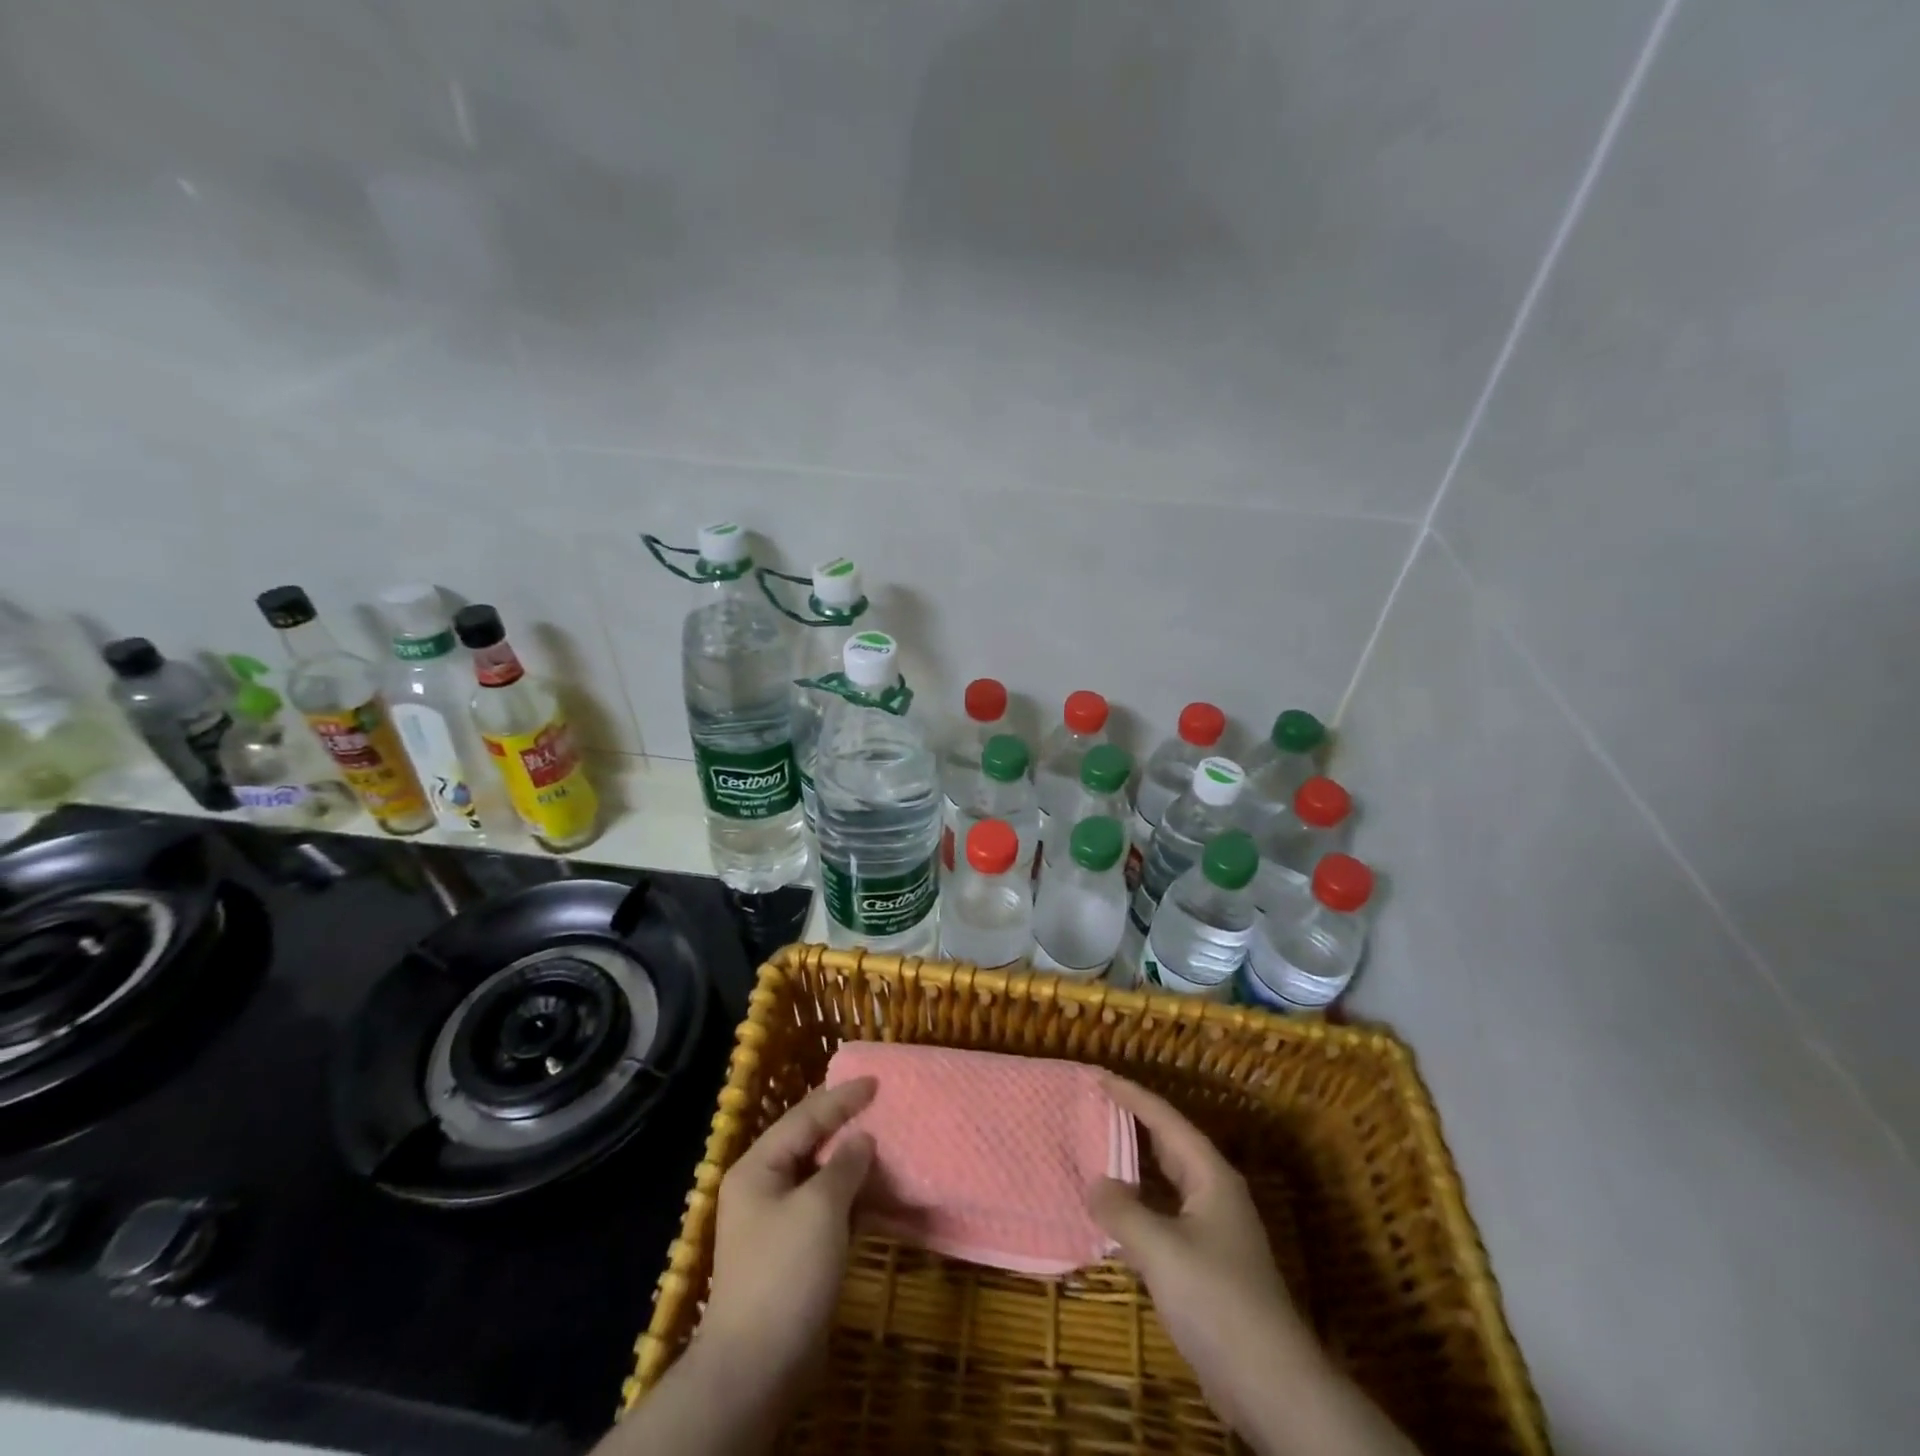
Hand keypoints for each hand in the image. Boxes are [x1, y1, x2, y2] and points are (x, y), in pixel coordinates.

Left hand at [601, 1078, 876, 1455]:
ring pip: (817, 1174)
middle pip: (807, 1141)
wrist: (757, 1366)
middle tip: (878, 1102)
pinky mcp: (791, 1251)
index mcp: (758, 1167)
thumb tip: (862, 1140)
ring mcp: (774, 1221)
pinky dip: (848, 1193)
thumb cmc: (786, 1272)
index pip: (804, 1117)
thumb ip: (844, 1164)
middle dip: (843, 1122)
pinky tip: (874, 1189)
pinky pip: (823, 1206)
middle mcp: (761, 1187)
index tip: (876, 1081)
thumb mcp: (820, 1207)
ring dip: (848, 1159)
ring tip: (882, 1138)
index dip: (841, 1098)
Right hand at [1088, 1075, 1417, 1455]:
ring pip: (1166, 1183)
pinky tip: (1113, 1218)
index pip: (1165, 1120)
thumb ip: (1122, 1211)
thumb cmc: (1218, 1301)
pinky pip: (1164, 1217)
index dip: (1132, 1096)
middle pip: (1168, 1145)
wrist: (1271, 1385)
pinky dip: (1137, 1208)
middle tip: (1093, 1106)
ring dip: (1132, 1167)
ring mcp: (1212, 1231)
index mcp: (1210, 1176)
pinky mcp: (1206, 1265)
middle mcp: (1214, 1194)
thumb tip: (1095, 1184)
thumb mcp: (1162, 1250)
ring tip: (1094, 1151)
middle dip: (1132, 1123)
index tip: (1099, 1076)